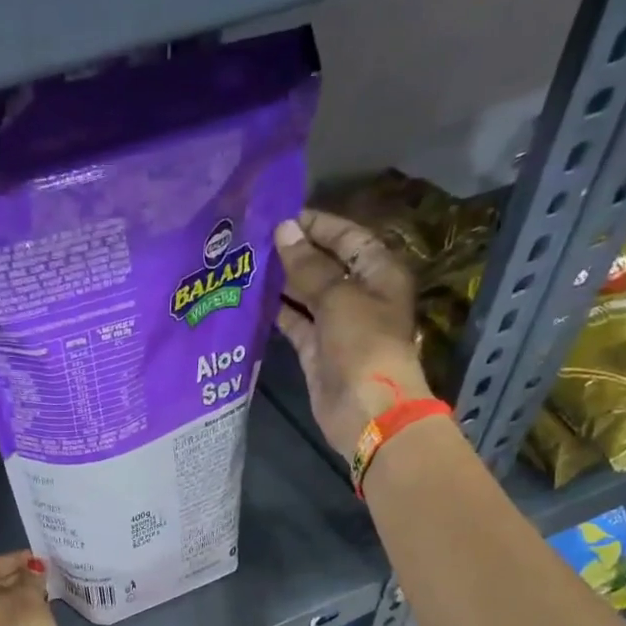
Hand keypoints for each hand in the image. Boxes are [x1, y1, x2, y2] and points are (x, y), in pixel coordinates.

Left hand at [0, 551, 59, 625]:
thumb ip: (32, 577)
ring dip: (15, 599)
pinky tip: (32, 613)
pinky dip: (13, 616)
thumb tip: (35, 568)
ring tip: (40, 593)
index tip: (37, 559)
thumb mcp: (30, 595)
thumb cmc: (20, 623)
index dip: (15, 560)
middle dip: (15, 580)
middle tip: (39, 575)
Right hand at [275, 210, 434, 461]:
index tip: (282, 216)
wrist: (365, 410)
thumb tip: (284, 231)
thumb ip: (309, 266)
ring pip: (307, 295)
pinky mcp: (316, 351)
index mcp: (378, 273)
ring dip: (282, 282)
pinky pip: (295, 323)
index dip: (319, 225)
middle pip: (326, 265)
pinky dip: (277, 312)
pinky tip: (251, 299)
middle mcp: (359, 295)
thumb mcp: (338, 297)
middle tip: (255, 239)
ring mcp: (336, 325)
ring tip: (247, 264)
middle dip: (295, 253)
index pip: (349, 238)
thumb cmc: (362, 345)